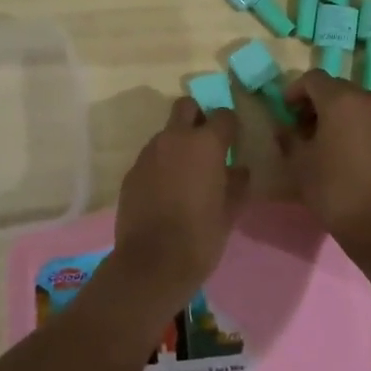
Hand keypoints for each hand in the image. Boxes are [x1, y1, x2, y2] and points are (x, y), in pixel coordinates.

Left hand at [108, 98, 246, 314]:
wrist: (152, 263)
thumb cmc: (200, 236)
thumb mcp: (230, 211)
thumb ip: (237, 184)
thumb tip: (239, 170)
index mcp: (205, 144)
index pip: (223, 115)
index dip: (230, 126)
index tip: (233, 142)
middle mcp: (174, 139)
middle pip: (186, 107)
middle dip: (198, 117)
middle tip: (206, 144)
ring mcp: (148, 153)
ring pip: (166, 133)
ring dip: (177, 143)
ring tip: (185, 174)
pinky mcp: (131, 172)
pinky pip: (151, 157)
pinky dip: (161, 165)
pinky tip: (166, 191)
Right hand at [278, 71, 370, 253]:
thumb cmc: (334, 191)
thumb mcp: (299, 164)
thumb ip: (288, 138)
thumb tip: (285, 128)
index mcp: (341, 100)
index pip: (313, 78)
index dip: (294, 91)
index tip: (286, 112)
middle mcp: (369, 100)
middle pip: (336, 88)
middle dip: (316, 102)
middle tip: (302, 128)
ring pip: (356, 103)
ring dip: (337, 114)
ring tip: (325, 142)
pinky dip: (356, 126)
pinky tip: (348, 153)